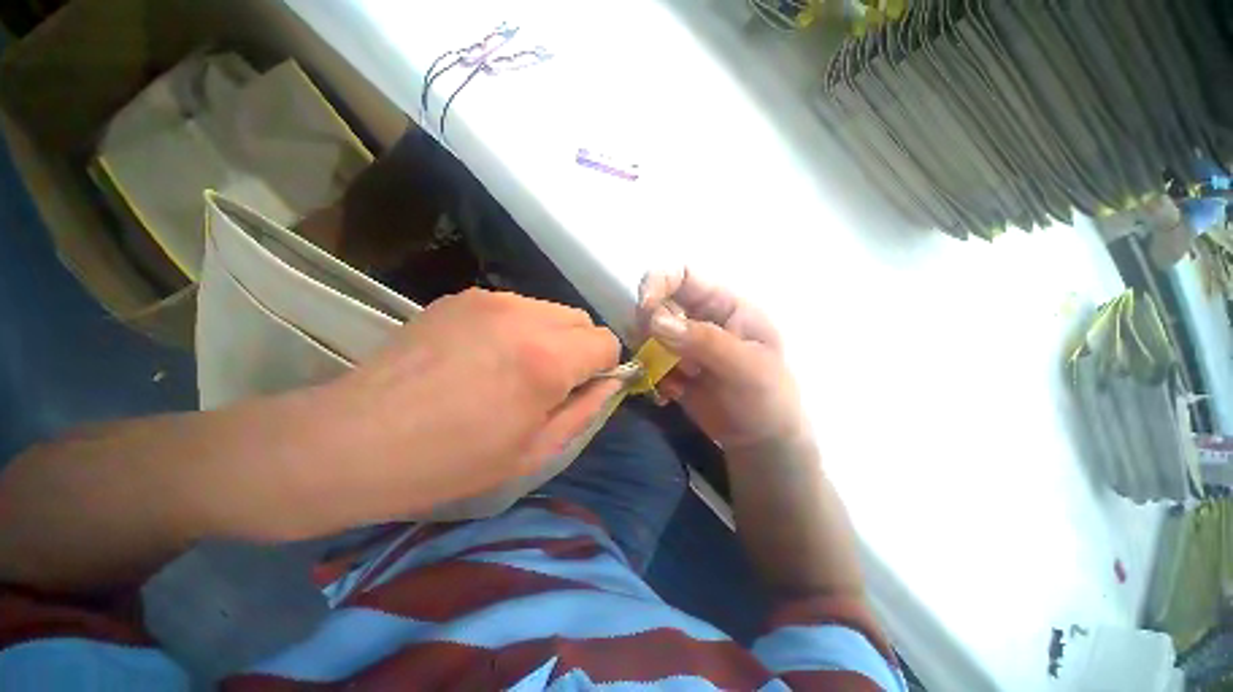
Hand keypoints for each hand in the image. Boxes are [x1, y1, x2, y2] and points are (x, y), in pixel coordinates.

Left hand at [316, 288, 620, 522]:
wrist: (356, 440)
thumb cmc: (453, 460)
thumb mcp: (536, 450)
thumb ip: (586, 409)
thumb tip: (610, 382)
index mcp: (548, 358)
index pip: (606, 341)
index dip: (603, 367)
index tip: (582, 389)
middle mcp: (526, 316)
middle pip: (581, 319)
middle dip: (580, 349)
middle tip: (550, 383)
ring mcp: (491, 300)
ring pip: (550, 310)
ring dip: (550, 336)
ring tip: (514, 369)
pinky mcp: (462, 297)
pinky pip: (515, 307)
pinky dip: (518, 328)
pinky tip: (485, 356)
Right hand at [639, 269, 804, 450]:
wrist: (761, 442)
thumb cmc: (768, 398)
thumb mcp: (746, 367)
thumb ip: (704, 341)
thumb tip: (655, 321)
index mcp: (724, 305)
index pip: (684, 275)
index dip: (659, 282)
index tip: (645, 309)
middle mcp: (699, 319)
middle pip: (657, 304)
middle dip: (651, 327)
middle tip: (663, 356)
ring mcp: (683, 344)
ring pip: (646, 333)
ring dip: (650, 355)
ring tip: (676, 380)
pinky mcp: (671, 368)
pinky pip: (647, 361)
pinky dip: (651, 376)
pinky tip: (672, 395)